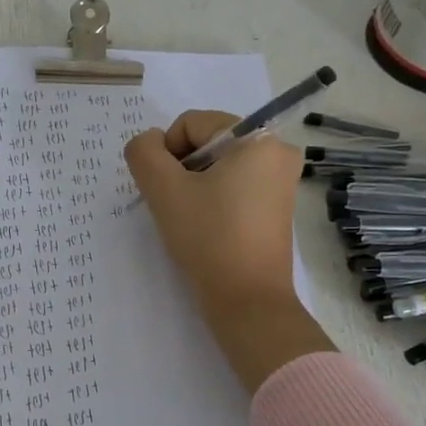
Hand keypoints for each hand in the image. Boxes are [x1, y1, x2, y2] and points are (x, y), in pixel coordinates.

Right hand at [124, 111, 305, 315]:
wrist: (247, 301)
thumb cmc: (208, 238)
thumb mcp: (163, 189)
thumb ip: (144, 152)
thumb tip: (149, 143)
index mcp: (258, 139)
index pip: (191, 124)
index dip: (167, 153)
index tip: (167, 190)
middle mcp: (277, 152)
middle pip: (206, 142)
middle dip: (182, 170)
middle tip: (177, 206)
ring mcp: (281, 181)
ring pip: (217, 166)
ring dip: (194, 186)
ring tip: (192, 219)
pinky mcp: (276, 206)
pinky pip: (233, 185)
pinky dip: (212, 199)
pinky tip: (207, 227)